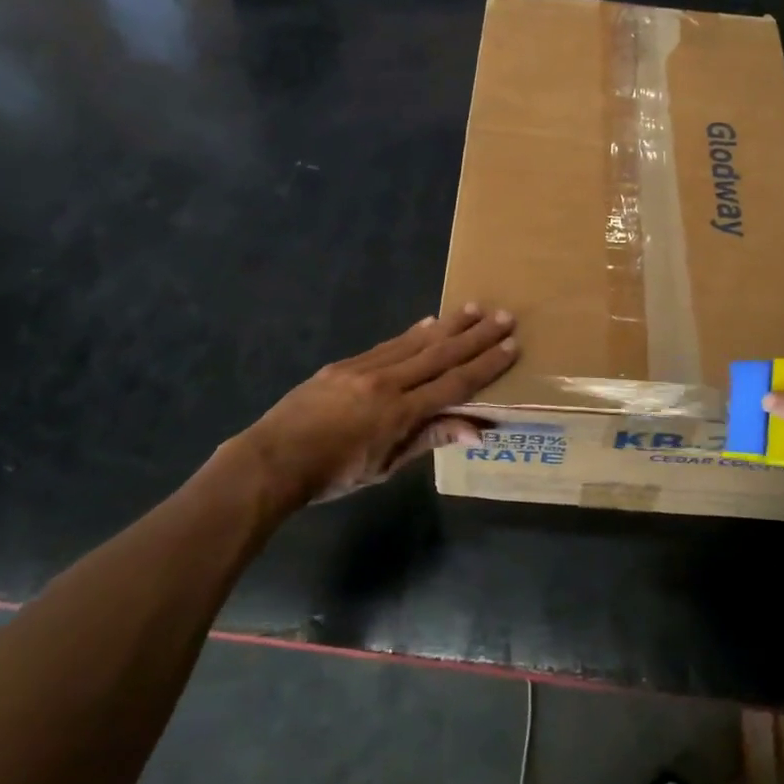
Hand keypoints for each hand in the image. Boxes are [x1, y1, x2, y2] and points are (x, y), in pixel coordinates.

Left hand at [239, 304, 517, 502]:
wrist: (272, 459)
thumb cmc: (333, 474)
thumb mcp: (385, 466)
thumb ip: (429, 440)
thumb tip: (476, 430)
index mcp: (400, 412)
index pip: (454, 384)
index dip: (485, 366)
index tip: (511, 347)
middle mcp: (386, 382)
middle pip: (440, 355)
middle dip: (476, 336)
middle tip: (504, 316)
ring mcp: (364, 368)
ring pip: (416, 342)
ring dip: (449, 325)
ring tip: (474, 308)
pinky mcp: (345, 363)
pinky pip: (388, 344)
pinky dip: (413, 333)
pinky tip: (429, 323)